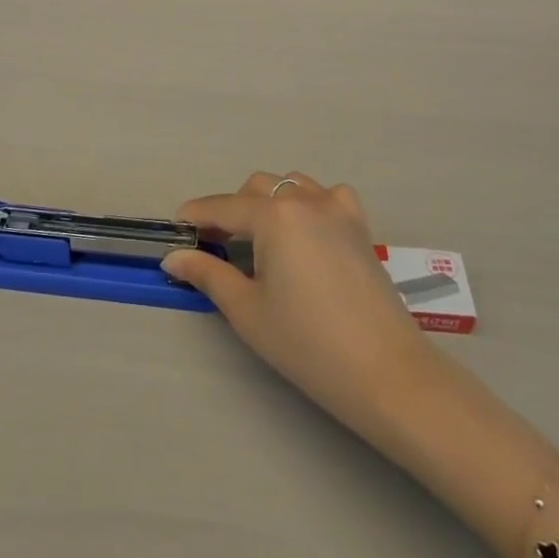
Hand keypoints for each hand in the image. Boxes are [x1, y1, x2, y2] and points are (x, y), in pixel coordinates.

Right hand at [164, 173, 443, 435]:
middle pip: (256, 188)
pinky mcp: (360, 226)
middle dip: (231, 210)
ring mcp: (338, 209)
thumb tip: (173, 258)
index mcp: (273, 216)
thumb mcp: (246, 310)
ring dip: (269, 202)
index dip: (195, 216)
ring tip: (260, 240)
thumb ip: (207, 274)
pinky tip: (306, 233)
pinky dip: (309, 203)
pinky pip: (328, 196)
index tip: (176, 228)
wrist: (384, 372)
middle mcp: (305, 200)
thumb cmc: (306, 343)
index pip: (222, 207)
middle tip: (217, 246)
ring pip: (292, 185)